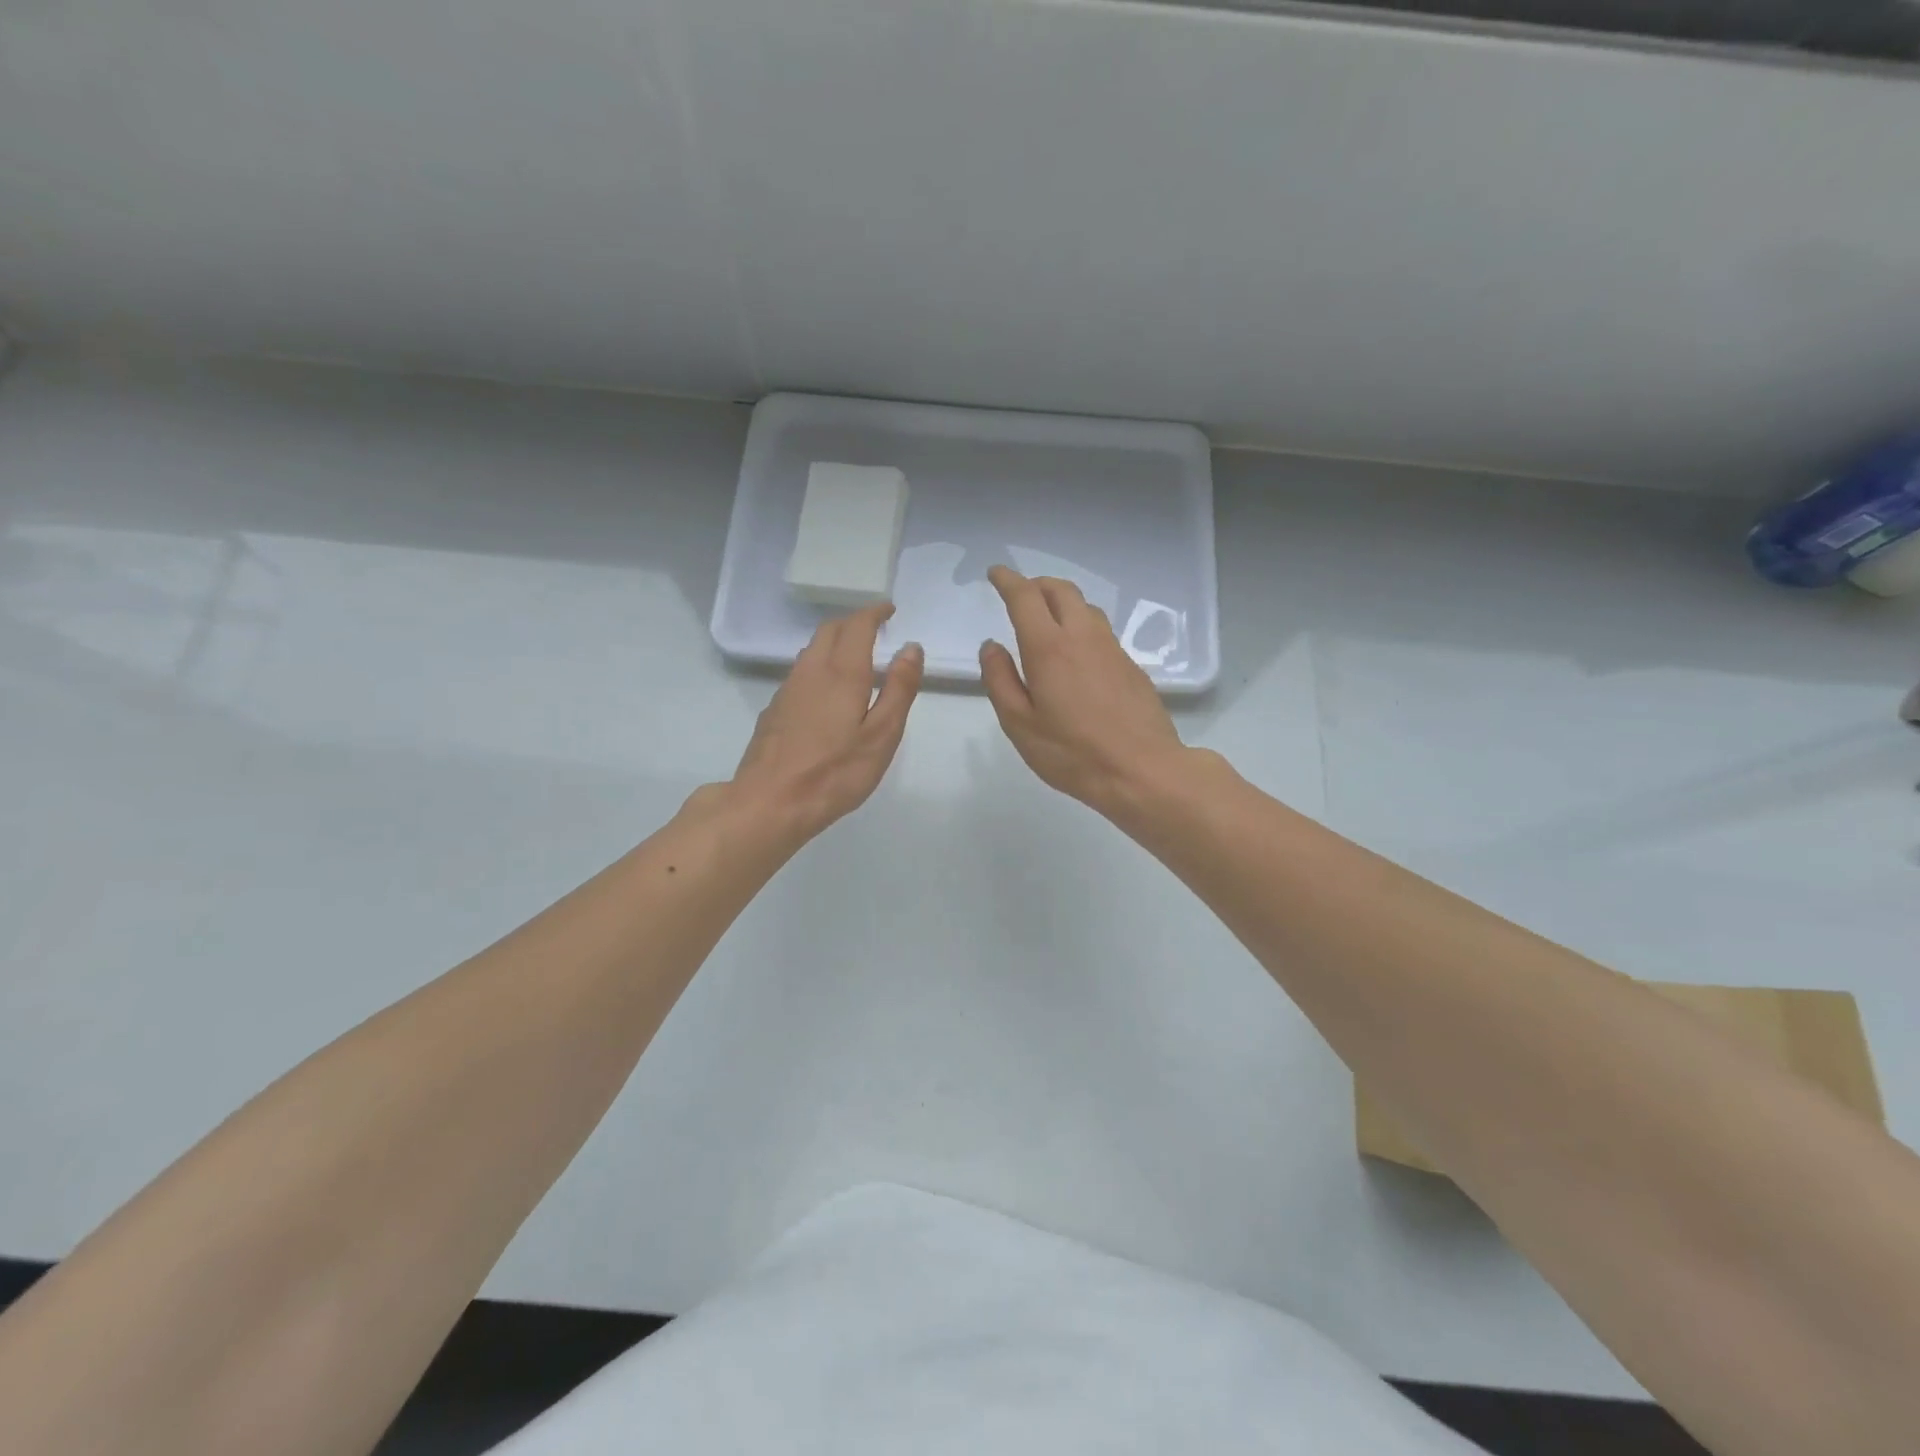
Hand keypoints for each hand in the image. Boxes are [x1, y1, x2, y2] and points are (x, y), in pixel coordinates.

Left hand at [726, 604, 923, 842]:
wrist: (770, 802)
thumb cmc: (835, 772)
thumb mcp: (882, 735)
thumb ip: (898, 689)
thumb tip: (911, 648)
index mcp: (842, 673)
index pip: (857, 625)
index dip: (874, 612)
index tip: (889, 610)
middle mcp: (811, 671)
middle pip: (830, 630)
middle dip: (853, 622)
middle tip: (874, 628)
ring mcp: (788, 690)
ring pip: (811, 650)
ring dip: (834, 642)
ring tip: (854, 655)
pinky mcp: (774, 710)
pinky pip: (800, 672)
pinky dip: (819, 665)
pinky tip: (827, 690)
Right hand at [979, 566, 1187, 815]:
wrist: (1142, 770)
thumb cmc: (1073, 753)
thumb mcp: (1020, 724)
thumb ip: (1000, 680)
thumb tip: (992, 646)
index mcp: (1049, 647)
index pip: (1025, 597)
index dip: (1008, 580)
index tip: (995, 573)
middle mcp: (1083, 637)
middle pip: (1060, 590)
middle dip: (1037, 584)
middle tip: (1020, 594)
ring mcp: (1112, 649)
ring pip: (1085, 607)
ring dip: (1062, 602)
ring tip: (1047, 620)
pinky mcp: (1131, 666)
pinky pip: (1101, 630)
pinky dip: (1081, 625)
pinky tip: (1076, 653)